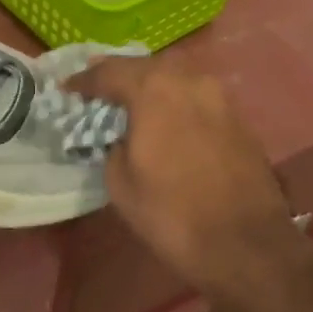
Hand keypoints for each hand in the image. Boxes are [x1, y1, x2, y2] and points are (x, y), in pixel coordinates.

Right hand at [67, 56, 305, 302]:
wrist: (246, 244)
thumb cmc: (172, 214)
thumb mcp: (120, 182)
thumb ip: (113, 145)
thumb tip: (121, 136)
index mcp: (154, 90)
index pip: (109, 72)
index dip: (84, 81)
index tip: (67, 89)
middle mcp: (189, 81)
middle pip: (145, 67)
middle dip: (118, 76)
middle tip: (97, 90)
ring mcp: (219, 97)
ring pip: (174, 79)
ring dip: (149, 87)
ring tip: (129, 104)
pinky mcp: (238, 118)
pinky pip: (195, 98)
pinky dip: (174, 102)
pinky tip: (164, 120)